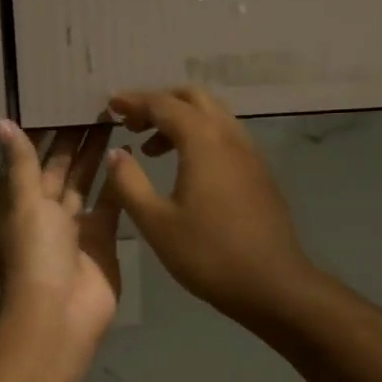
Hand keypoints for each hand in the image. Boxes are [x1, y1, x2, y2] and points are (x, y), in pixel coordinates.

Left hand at [0, 120, 122, 350]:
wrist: (61, 312)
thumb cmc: (36, 253)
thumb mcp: (24, 202)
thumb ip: (21, 162)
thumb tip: (0, 121)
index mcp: (18, 202)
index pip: (27, 159)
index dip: (40, 131)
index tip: (56, 99)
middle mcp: (44, 211)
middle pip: (58, 167)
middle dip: (73, 139)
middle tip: (93, 102)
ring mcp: (74, 226)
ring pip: (84, 182)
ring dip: (95, 155)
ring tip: (112, 121)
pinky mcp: (102, 238)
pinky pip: (109, 204)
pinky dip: (116, 183)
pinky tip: (127, 155)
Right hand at [101, 88, 316, 327]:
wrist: (271, 283)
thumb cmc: (207, 254)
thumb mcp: (156, 222)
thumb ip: (129, 182)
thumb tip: (115, 153)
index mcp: (203, 140)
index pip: (163, 105)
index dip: (134, 101)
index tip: (110, 104)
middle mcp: (230, 135)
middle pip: (193, 98)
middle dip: (160, 102)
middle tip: (132, 123)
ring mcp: (250, 152)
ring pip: (213, 115)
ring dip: (181, 119)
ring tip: (152, 147)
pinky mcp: (259, 172)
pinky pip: (226, 136)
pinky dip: (200, 136)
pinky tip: (186, 167)